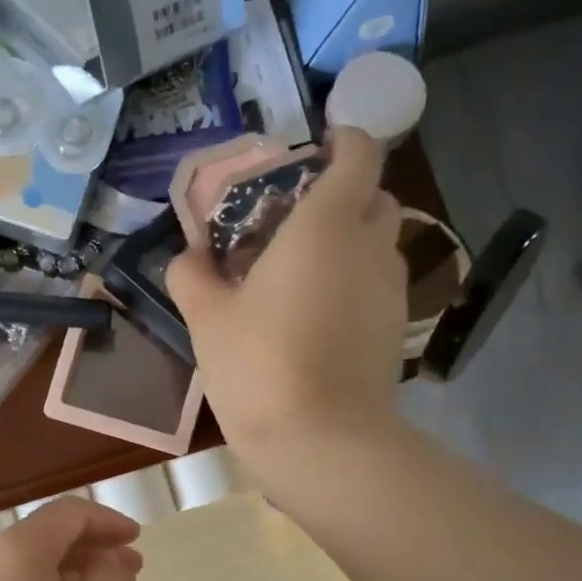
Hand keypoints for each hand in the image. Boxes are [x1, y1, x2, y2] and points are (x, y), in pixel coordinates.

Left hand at [0, 497, 143, 580]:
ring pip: (27, 568)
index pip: (69, 513)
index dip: (108, 522)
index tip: (136, 540)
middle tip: (129, 575)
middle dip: (91, 551)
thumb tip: (102, 558)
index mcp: (19, 547)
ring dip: (69, 575)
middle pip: (46, 538)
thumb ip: (106, 578)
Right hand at [168, 127, 406, 458]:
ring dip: (346, 242)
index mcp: (326, 225)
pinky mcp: (395, 329)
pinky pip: (376, 285)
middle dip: (342, 194)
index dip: (344, 138)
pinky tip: (315, 315)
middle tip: (293, 218)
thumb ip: (192, 276)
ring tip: (299, 271)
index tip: (317, 145)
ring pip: (376, 244)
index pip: (359, 153)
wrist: (322, 442)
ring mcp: (390, 291)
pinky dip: (352, 282)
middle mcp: (370, 246)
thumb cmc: (260, 365)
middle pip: (373, 197)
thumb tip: (186, 257)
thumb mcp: (207, 319)